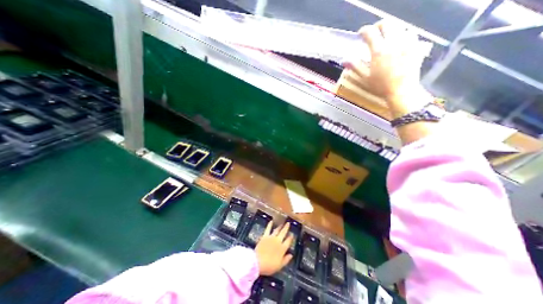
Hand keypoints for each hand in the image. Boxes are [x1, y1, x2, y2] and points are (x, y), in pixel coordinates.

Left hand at [255, 222, 292, 275]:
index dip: (291, 237)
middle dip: (286, 228)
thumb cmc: (269, 266)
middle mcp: (278, 241)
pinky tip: (271, 221)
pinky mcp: (265, 236)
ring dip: (280, 226)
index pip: (288, 241)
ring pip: (277, 230)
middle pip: (283, 233)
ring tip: (282, 223)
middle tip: (288, 223)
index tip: (292, 234)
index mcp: (282, 248)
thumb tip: (291, 255)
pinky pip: (268, 229)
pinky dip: (269, 224)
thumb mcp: (279, 266)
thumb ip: (286, 260)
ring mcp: (271, 237)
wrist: (258, 262)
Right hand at [345, 20, 430, 113]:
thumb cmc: (380, 86)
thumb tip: (344, 60)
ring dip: (390, 30)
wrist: (402, 91)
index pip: (370, 32)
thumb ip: (355, 66)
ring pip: (399, 26)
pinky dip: (403, 34)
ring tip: (385, 38)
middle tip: (373, 33)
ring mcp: (406, 43)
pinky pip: (410, 33)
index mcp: (379, 51)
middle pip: (386, 23)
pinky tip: (399, 42)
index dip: (363, 31)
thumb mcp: (364, 78)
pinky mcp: (416, 46)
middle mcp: (393, 43)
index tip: (360, 34)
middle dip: (377, 26)